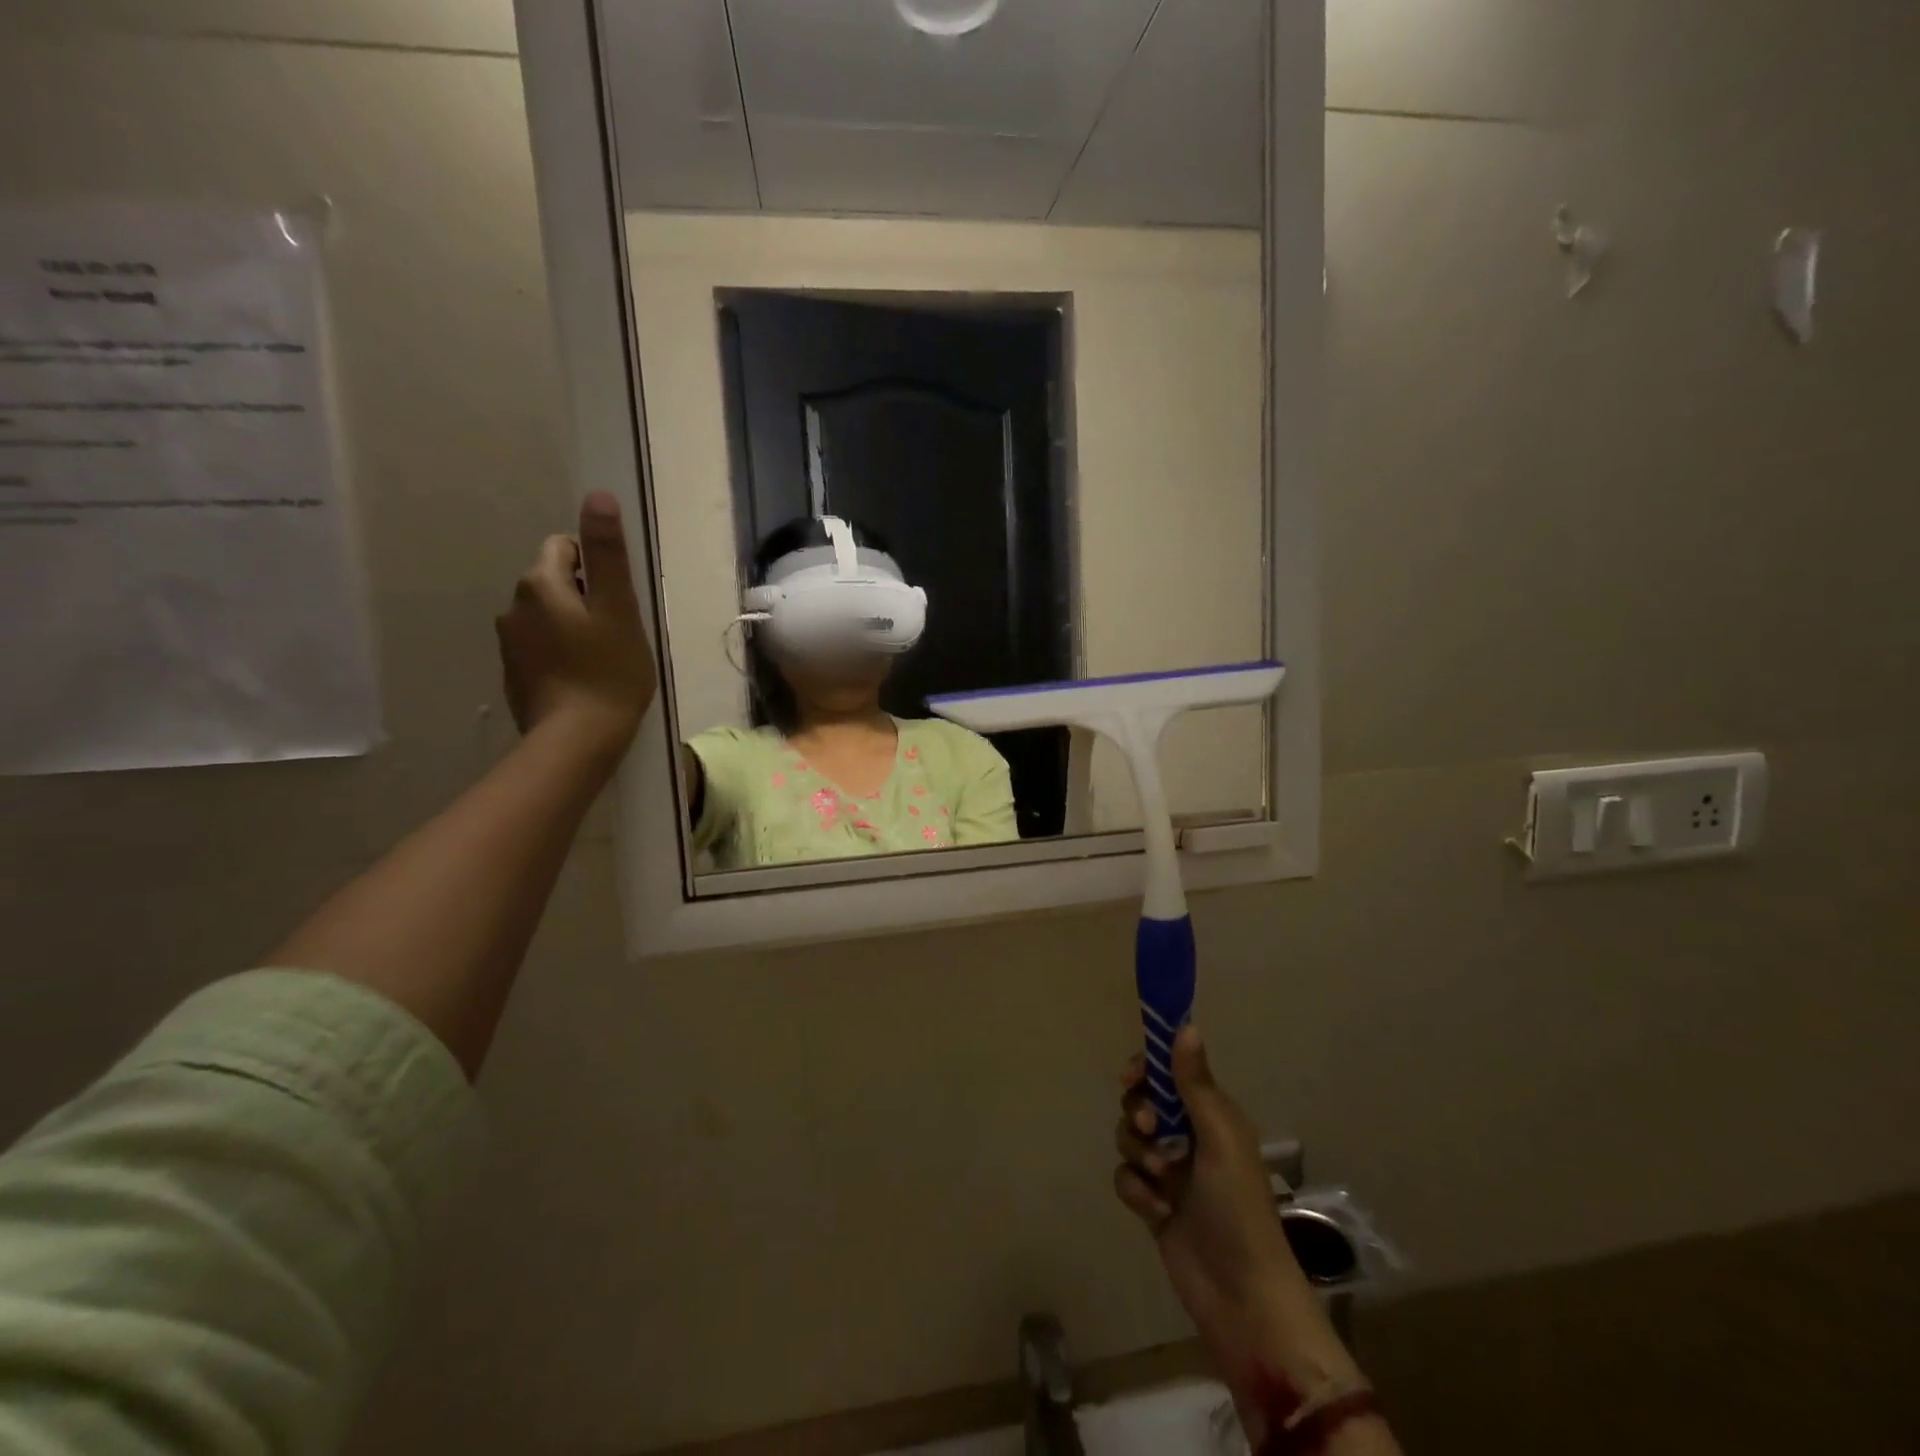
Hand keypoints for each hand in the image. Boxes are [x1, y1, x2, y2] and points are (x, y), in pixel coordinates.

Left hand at [496, 492, 656, 765]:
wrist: (576, 739)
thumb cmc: (609, 671)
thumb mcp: (619, 608)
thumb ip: (608, 553)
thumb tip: (598, 496)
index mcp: (540, 584)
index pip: (565, 548)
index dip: (597, 569)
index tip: (618, 602)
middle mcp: (514, 606)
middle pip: (555, 582)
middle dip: (585, 597)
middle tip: (617, 632)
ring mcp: (509, 642)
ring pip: (547, 616)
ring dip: (573, 626)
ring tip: (602, 658)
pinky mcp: (513, 673)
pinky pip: (540, 646)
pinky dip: (560, 653)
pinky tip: (583, 678)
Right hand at [1114, 1027, 1360, 1405]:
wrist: (1241, 1295)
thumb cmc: (1237, 1206)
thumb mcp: (1219, 1137)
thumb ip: (1195, 1083)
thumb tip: (1186, 1025)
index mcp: (1211, 1115)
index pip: (1170, 1073)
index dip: (1148, 1069)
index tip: (1132, 1078)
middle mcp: (1189, 1136)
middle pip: (1143, 1102)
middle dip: (1139, 1113)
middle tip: (1151, 1128)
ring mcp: (1170, 1171)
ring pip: (1130, 1138)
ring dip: (1139, 1155)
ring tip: (1161, 1180)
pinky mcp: (1153, 1203)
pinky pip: (1126, 1177)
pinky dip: (1136, 1190)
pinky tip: (1156, 1210)